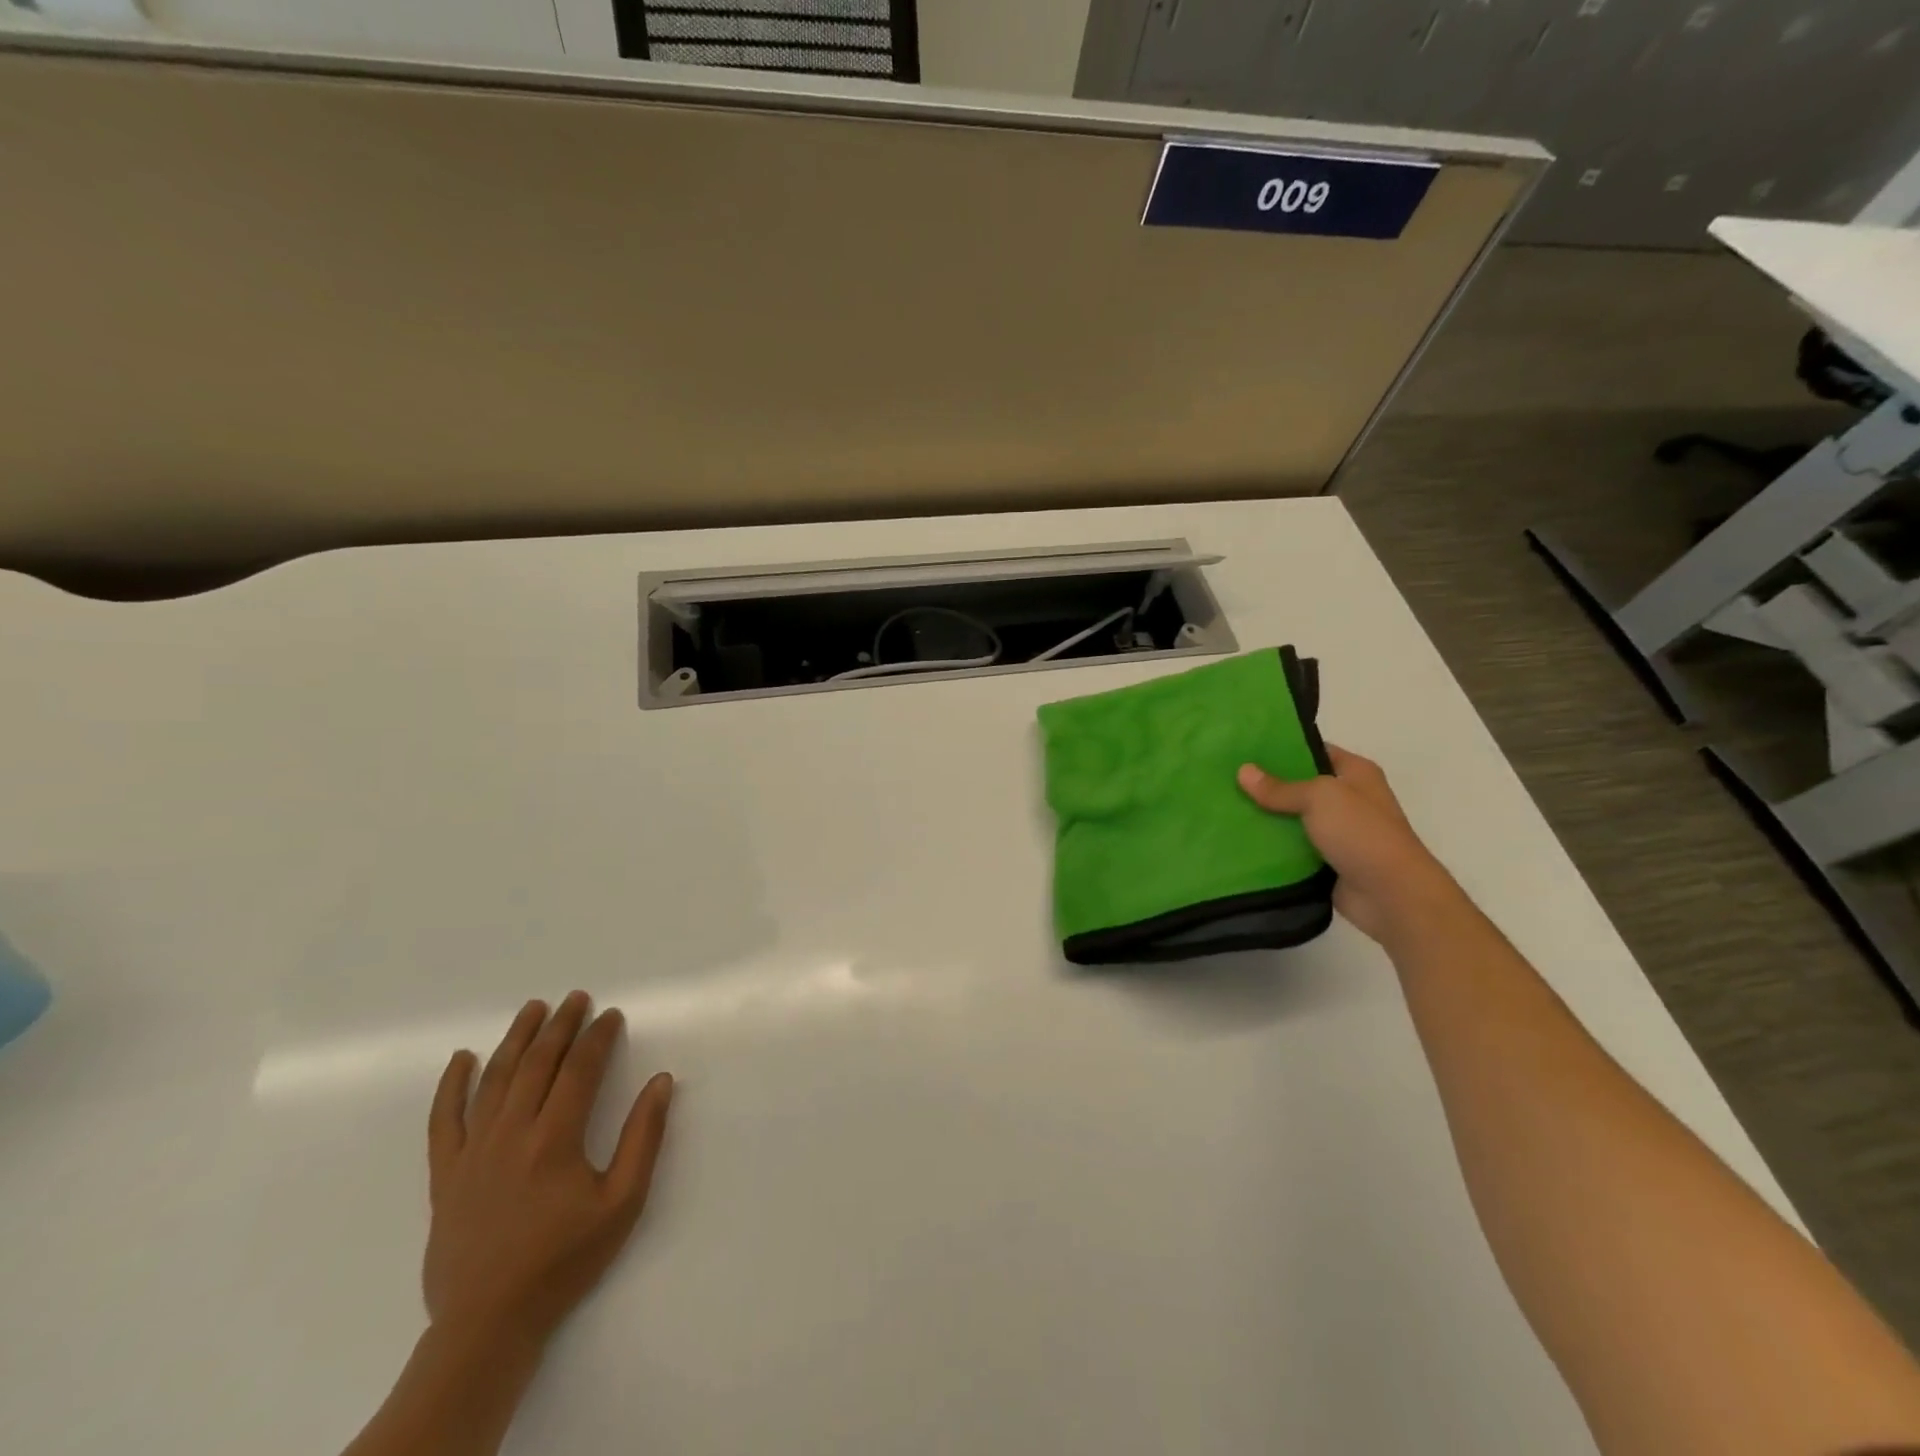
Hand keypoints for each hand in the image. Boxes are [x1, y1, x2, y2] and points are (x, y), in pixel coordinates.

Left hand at [424, 992, 674, 1348]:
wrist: (488, 1322)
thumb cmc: (564, 1260)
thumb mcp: (622, 1203)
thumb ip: (643, 1138)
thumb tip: (660, 1082)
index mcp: (555, 1139)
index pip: (579, 1069)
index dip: (598, 1036)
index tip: (611, 1015)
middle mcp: (511, 1133)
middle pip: (538, 1063)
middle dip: (561, 1025)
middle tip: (577, 998)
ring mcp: (473, 1151)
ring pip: (495, 1079)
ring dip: (516, 1039)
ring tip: (533, 1008)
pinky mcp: (445, 1174)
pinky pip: (444, 1120)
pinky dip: (451, 1085)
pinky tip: (462, 1058)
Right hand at [1238, 745, 1458, 943]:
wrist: (1392, 895)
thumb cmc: (1362, 833)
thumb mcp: (1320, 798)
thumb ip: (1280, 787)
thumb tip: (1243, 771)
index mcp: (1355, 773)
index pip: (1313, 750)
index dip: (1281, 747)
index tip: (1244, 748)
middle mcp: (1347, 799)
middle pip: (1298, 785)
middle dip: (1266, 784)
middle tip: (1225, 778)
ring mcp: (1336, 832)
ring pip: (1291, 818)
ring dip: (1265, 817)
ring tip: (1223, 807)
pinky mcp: (1325, 861)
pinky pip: (1291, 847)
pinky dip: (1271, 846)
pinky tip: (1239, 839)